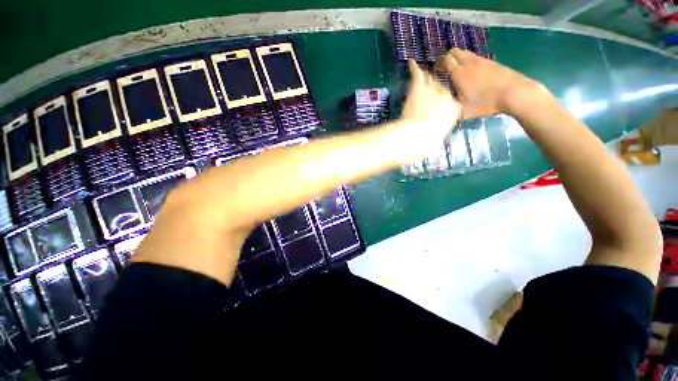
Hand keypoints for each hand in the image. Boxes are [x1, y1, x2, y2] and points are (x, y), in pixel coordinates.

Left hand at [388, 60, 460, 162]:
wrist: (417, 135)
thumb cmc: (428, 141)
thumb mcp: (437, 138)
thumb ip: (438, 130)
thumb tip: (433, 134)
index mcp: (454, 110)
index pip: (451, 102)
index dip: (443, 103)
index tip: (437, 106)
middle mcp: (446, 96)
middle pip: (442, 88)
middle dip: (436, 88)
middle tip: (430, 89)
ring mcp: (432, 90)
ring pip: (430, 80)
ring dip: (427, 77)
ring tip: (425, 72)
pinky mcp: (418, 88)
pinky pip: (417, 75)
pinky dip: (414, 68)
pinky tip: (412, 62)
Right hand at [436, 48, 547, 117]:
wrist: (514, 92)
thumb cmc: (486, 102)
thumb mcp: (464, 110)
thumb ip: (451, 106)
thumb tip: (443, 106)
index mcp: (460, 73)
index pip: (444, 60)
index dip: (437, 63)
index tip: (434, 70)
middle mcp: (469, 63)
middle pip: (454, 51)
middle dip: (446, 58)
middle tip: (444, 69)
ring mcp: (481, 61)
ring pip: (465, 53)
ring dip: (458, 59)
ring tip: (457, 71)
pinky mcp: (491, 62)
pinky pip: (475, 57)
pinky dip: (469, 62)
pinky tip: (471, 74)